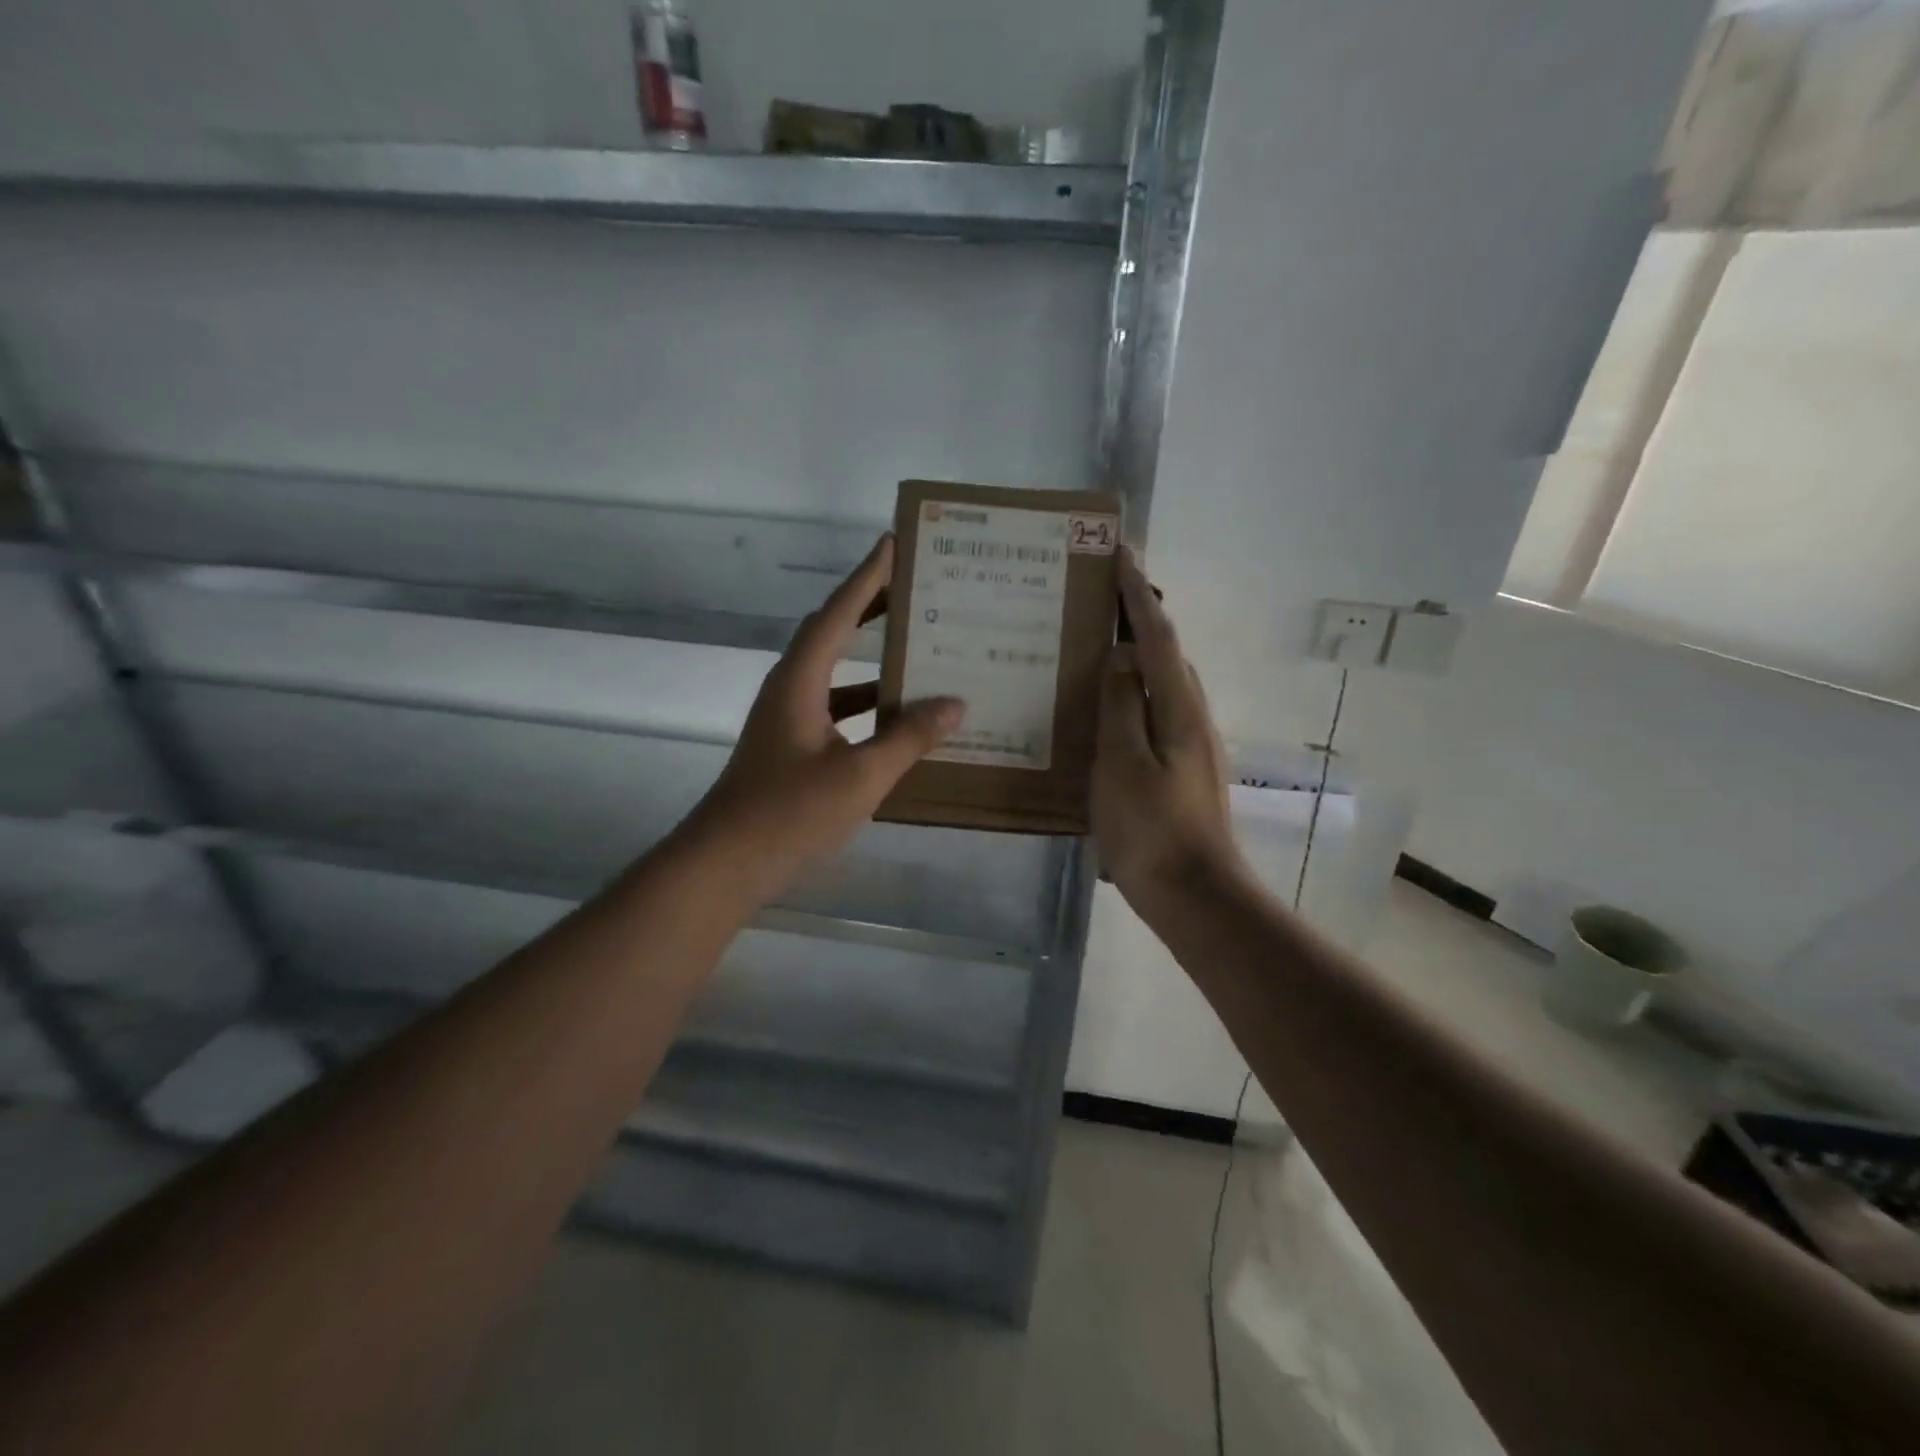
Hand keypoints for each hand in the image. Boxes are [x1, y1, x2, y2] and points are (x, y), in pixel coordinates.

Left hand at [679, 534, 963, 908]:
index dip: (866, 578)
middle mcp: (789, 691)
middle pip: (833, 636)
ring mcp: (787, 723)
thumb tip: (955, 703)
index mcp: (799, 682)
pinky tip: (898, 723)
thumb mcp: (859, 777)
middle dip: (871, 610)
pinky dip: (867, 708)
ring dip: (873, 662)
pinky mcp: (790, 751)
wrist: (723, 866)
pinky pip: (836, 712)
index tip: (892, 543)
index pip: (837, 615)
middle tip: (913, 589)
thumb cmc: (788, 814)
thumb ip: (908, 739)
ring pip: (836, 677)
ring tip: (919, 652)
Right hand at [1093, 547, 1243, 908]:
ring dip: (1136, 653)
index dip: (1138, 593)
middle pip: (1167, 653)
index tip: (1120, 551)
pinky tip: (1106, 706)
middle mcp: (1193, 716)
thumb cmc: (1152, 831)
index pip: (1158, 636)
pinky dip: (1133, 691)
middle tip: (1099, 593)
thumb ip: (1121, 706)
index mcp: (1179, 708)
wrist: (1195, 895)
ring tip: (1097, 641)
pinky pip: (1155, 710)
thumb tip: (1120, 657)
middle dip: (1139, 615)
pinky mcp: (1182, 768)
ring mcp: (1191, 744)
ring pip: (1162, 682)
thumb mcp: (1123, 765)